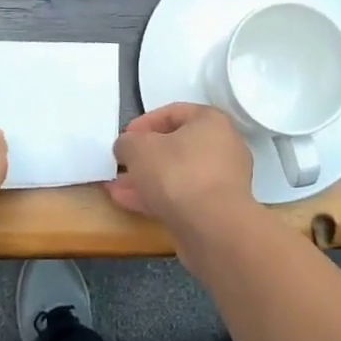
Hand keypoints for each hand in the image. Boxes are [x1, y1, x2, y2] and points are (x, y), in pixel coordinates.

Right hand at [109, 103, 253, 241]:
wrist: (213, 228)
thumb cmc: (178, 173)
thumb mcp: (139, 148)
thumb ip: (128, 142)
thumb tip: (127, 146)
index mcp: (211, 121)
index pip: (174, 112)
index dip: (144, 122)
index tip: (124, 137)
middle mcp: (223, 146)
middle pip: (177, 145)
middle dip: (144, 156)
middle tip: (122, 164)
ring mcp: (222, 180)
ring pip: (178, 174)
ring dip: (147, 179)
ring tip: (117, 187)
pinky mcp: (216, 209)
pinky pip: (182, 196)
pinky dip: (157, 197)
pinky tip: (129, 203)